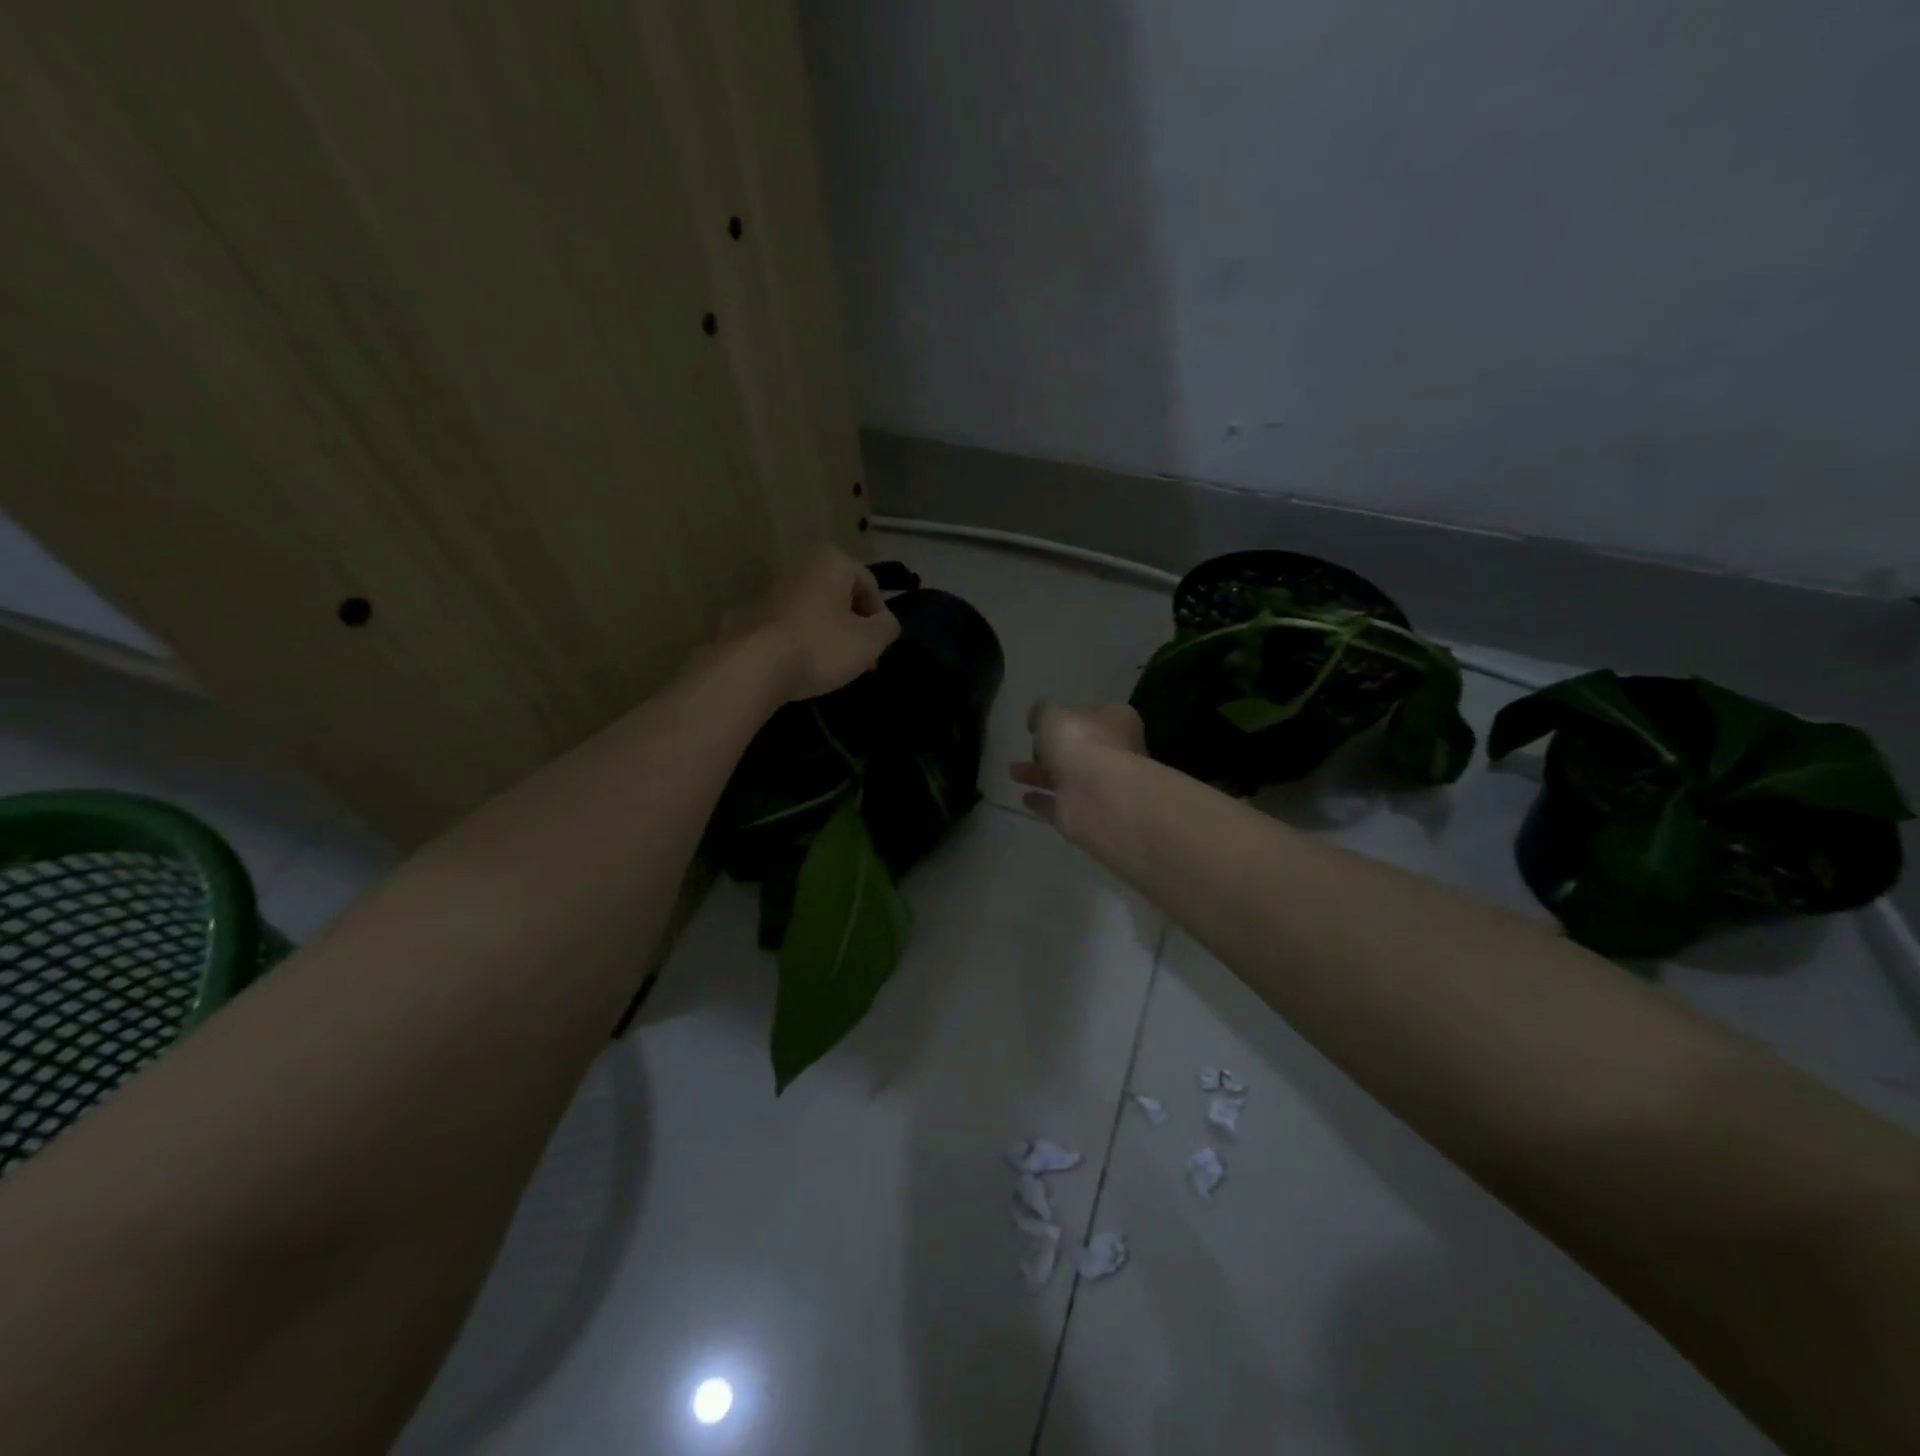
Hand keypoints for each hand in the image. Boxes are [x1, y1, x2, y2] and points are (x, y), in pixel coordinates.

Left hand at [739, 548, 901, 702]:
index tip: (878, 647)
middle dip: (852, 626)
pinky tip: (801, 666)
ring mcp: (768, 588)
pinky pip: (786, 625)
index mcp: (831, 560)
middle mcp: (798, 564)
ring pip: (812, 610)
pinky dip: (798, 641)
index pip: (869, 584)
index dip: (880, 617)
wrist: (752, 665)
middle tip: (859, 660)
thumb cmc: (821, 645)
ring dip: (826, 634)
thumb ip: (887, 628)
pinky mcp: (747, 613)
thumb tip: (885, 623)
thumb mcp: (869, 641)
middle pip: (838, 596)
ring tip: (831, 666)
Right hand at [1012, 702, 1146, 841]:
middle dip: (1051, 751)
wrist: (1097, 797)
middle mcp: (1114, 753)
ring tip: (1013, 773)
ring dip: (1041, 776)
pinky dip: (1043, 802)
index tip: (1044, 725)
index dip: (1069, 719)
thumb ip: (1042, 714)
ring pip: (1066, 778)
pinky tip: (1024, 798)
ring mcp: (1101, 786)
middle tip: (1029, 750)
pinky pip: (1060, 805)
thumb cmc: (1080, 743)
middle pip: (1079, 750)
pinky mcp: (1085, 814)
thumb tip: (1037, 718)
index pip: (1092, 716)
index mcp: (1116, 722)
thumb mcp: (1052, 715)